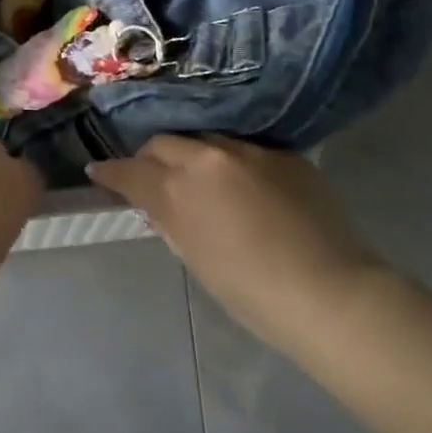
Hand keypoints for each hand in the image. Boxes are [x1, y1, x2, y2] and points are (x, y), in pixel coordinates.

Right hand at [89, 134, 382, 352]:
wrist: (332, 294)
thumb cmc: (253, 293)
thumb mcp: (195, 257)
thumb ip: (168, 220)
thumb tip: (152, 201)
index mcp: (178, 190)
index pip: (129, 171)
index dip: (110, 172)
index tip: (100, 172)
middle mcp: (206, 157)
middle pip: (162, 143)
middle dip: (150, 158)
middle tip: (153, 176)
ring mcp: (247, 149)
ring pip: (202, 138)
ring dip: (191, 154)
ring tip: (199, 174)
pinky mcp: (282, 152)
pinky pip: (243, 147)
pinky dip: (231, 160)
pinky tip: (243, 182)